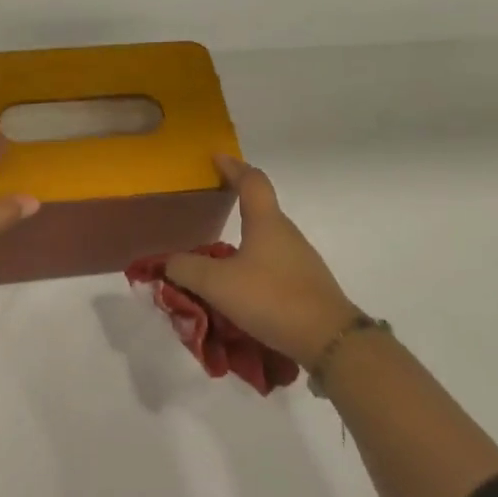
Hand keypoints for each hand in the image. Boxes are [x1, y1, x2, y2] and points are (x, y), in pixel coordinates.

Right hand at [164, 156, 357, 365]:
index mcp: (266, 222)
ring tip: (218, 253)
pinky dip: (254, 264)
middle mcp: (286, 233)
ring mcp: (300, 259)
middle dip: (236, 201)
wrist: (329, 339)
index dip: (233, 166)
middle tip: (211, 204)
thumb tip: (168, 262)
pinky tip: (240, 285)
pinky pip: (273, 263)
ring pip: (266, 238)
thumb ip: (187, 269)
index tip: (216, 157)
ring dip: (243, 238)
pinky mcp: (306, 283)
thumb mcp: (218, 284)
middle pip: (261, 207)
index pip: (251, 180)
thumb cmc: (272, 298)